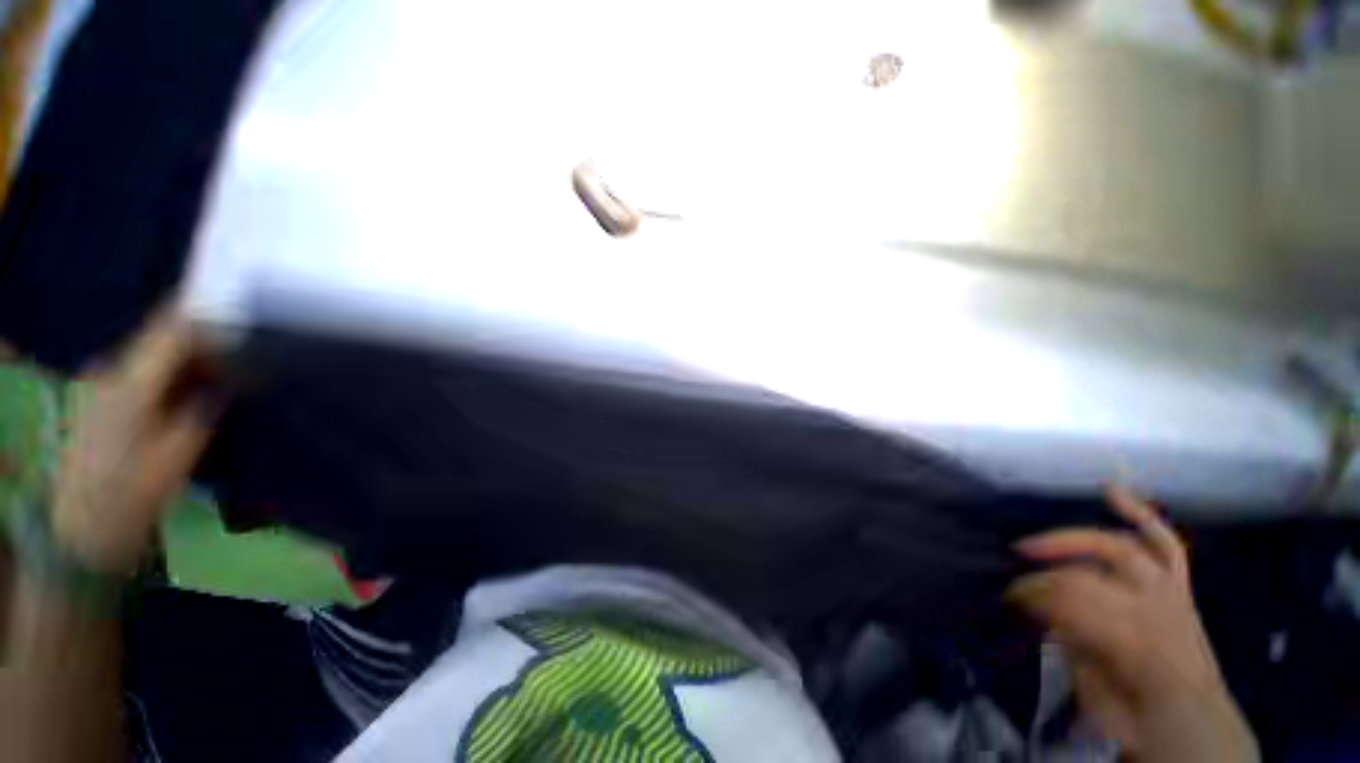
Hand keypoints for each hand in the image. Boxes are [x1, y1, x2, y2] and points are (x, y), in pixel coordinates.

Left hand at [50, 310, 223, 574]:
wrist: (81, 533)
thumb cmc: (133, 494)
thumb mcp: (179, 453)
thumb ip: (207, 406)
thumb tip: (237, 375)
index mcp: (130, 383)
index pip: (170, 330)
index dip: (207, 315)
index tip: (246, 311)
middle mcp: (111, 373)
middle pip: (163, 340)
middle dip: (206, 338)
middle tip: (248, 344)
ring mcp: (102, 387)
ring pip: (154, 357)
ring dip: (191, 358)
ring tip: (230, 366)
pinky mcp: (101, 402)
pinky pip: (144, 374)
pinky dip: (173, 375)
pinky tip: (196, 388)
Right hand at [1007, 487, 1258, 761]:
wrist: (1191, 728)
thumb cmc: (1136, 714)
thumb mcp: (1094, 689)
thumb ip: (1069, 644)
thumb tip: (1039, 609)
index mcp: (1131, 640)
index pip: (1069, 597)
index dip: (1034, 592)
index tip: (1007, 596)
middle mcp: (1154, 606)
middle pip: (1089, 572)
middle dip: (1047, 568)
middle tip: (1016, 567)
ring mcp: (1170, 593)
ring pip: (1125, 549)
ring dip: (1081, 538)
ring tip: (1040, 539)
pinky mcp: (1181, 589)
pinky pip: (1167, 546)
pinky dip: (1143, 515)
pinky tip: (1113, 491)